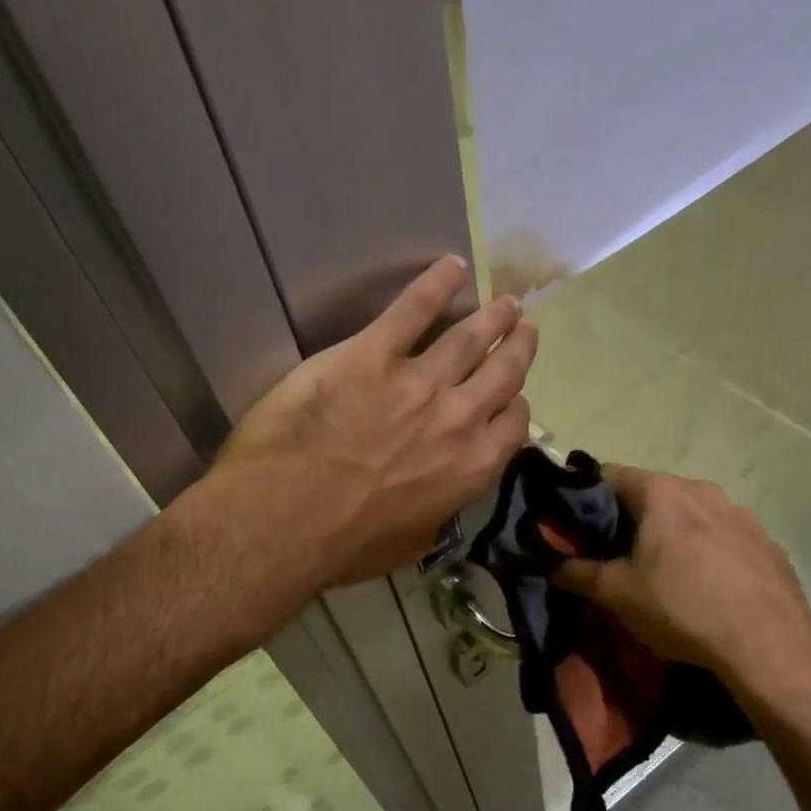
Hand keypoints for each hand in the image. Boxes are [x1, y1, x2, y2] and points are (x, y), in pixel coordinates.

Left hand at [207, 257, 536, 587]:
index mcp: (470, 468)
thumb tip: (438, 502)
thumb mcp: (409, 544)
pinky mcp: (372, 355)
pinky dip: (434, 284)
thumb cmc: (344, 544)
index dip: (515, 408)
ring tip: (507, 302)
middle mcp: (458, 418)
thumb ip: (435, 514)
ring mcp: (418, 381)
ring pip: (469, 338)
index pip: (513, 426)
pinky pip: (411, 310)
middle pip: (501, 374)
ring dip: (492, 317)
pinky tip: (451, 266)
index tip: (512, 399)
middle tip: (525, 329)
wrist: (285, 518)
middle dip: (518, 349)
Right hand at [553, 466, 810, 710]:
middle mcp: (702, 490)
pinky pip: (723, 536)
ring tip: (661, 571)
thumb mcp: (616, 593)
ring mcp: (741, 514)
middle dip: (629, 518)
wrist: (769, 648)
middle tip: (613, 552)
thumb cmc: (682, 608)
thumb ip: (577, 572)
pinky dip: (706, 550)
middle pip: (651, 493)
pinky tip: (704, 585)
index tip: (575, 525)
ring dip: (670, 533)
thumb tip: (549, 565)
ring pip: (690, 513)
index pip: (608, 475)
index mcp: (662, 492)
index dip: (585, 497)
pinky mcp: (767, 543)